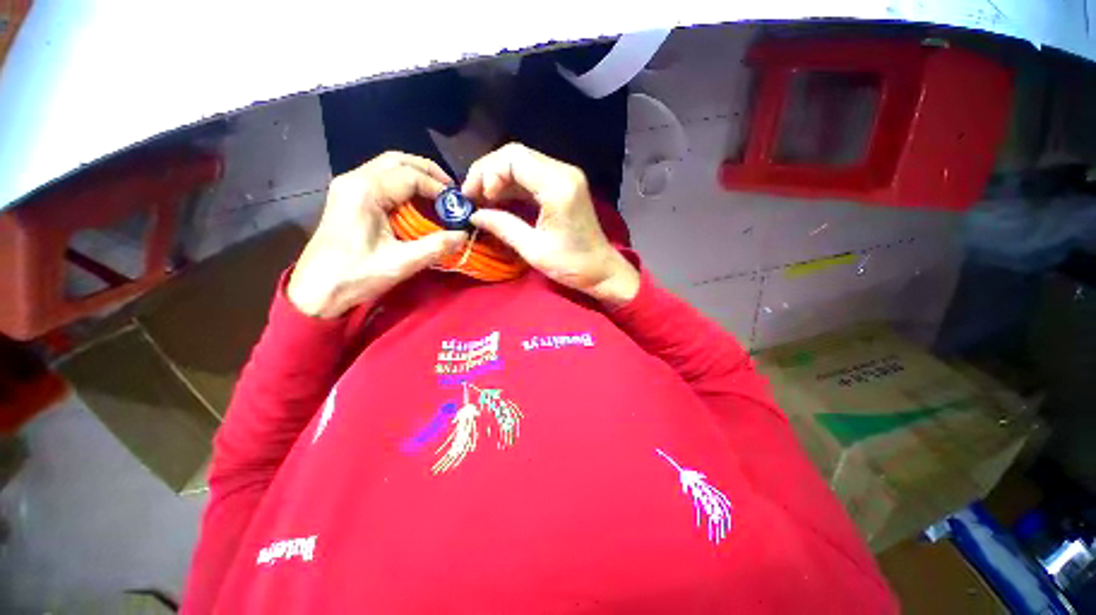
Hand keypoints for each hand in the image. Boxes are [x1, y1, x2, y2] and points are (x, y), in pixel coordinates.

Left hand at [287, 152, 466, 317]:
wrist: (316, 290)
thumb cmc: (356, 276)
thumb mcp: (401, 263)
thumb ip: (435, 246)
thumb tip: (463, 235)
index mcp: (365, 191)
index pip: (409, 175)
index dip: (438, 187)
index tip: (458, 204)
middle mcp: (354, 180)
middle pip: (397, 161)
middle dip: (428, 172)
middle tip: (451, 191)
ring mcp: (349, 187)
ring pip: (388, 167)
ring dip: (417, 176)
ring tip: (439, 195)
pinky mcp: (348, 197)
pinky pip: (381, 179)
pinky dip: (404, 185)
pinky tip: (417, 202)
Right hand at [462, 143, 639, 305]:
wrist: (601, 270)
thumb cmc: (571, 265)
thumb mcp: (533, 250)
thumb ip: (503, 227)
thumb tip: (473, 215)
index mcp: (558, 186)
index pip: (514, 158)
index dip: (488, 173)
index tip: (476, 199)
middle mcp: (563, 173)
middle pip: (516, 155)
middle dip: (488, 173)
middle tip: (472, 198)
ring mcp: (565, 177)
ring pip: (522, 163)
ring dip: (498, 179)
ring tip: (481, 201)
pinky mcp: (564, 186)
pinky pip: (531, 176)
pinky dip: (512, 185)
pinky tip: (498, 201)